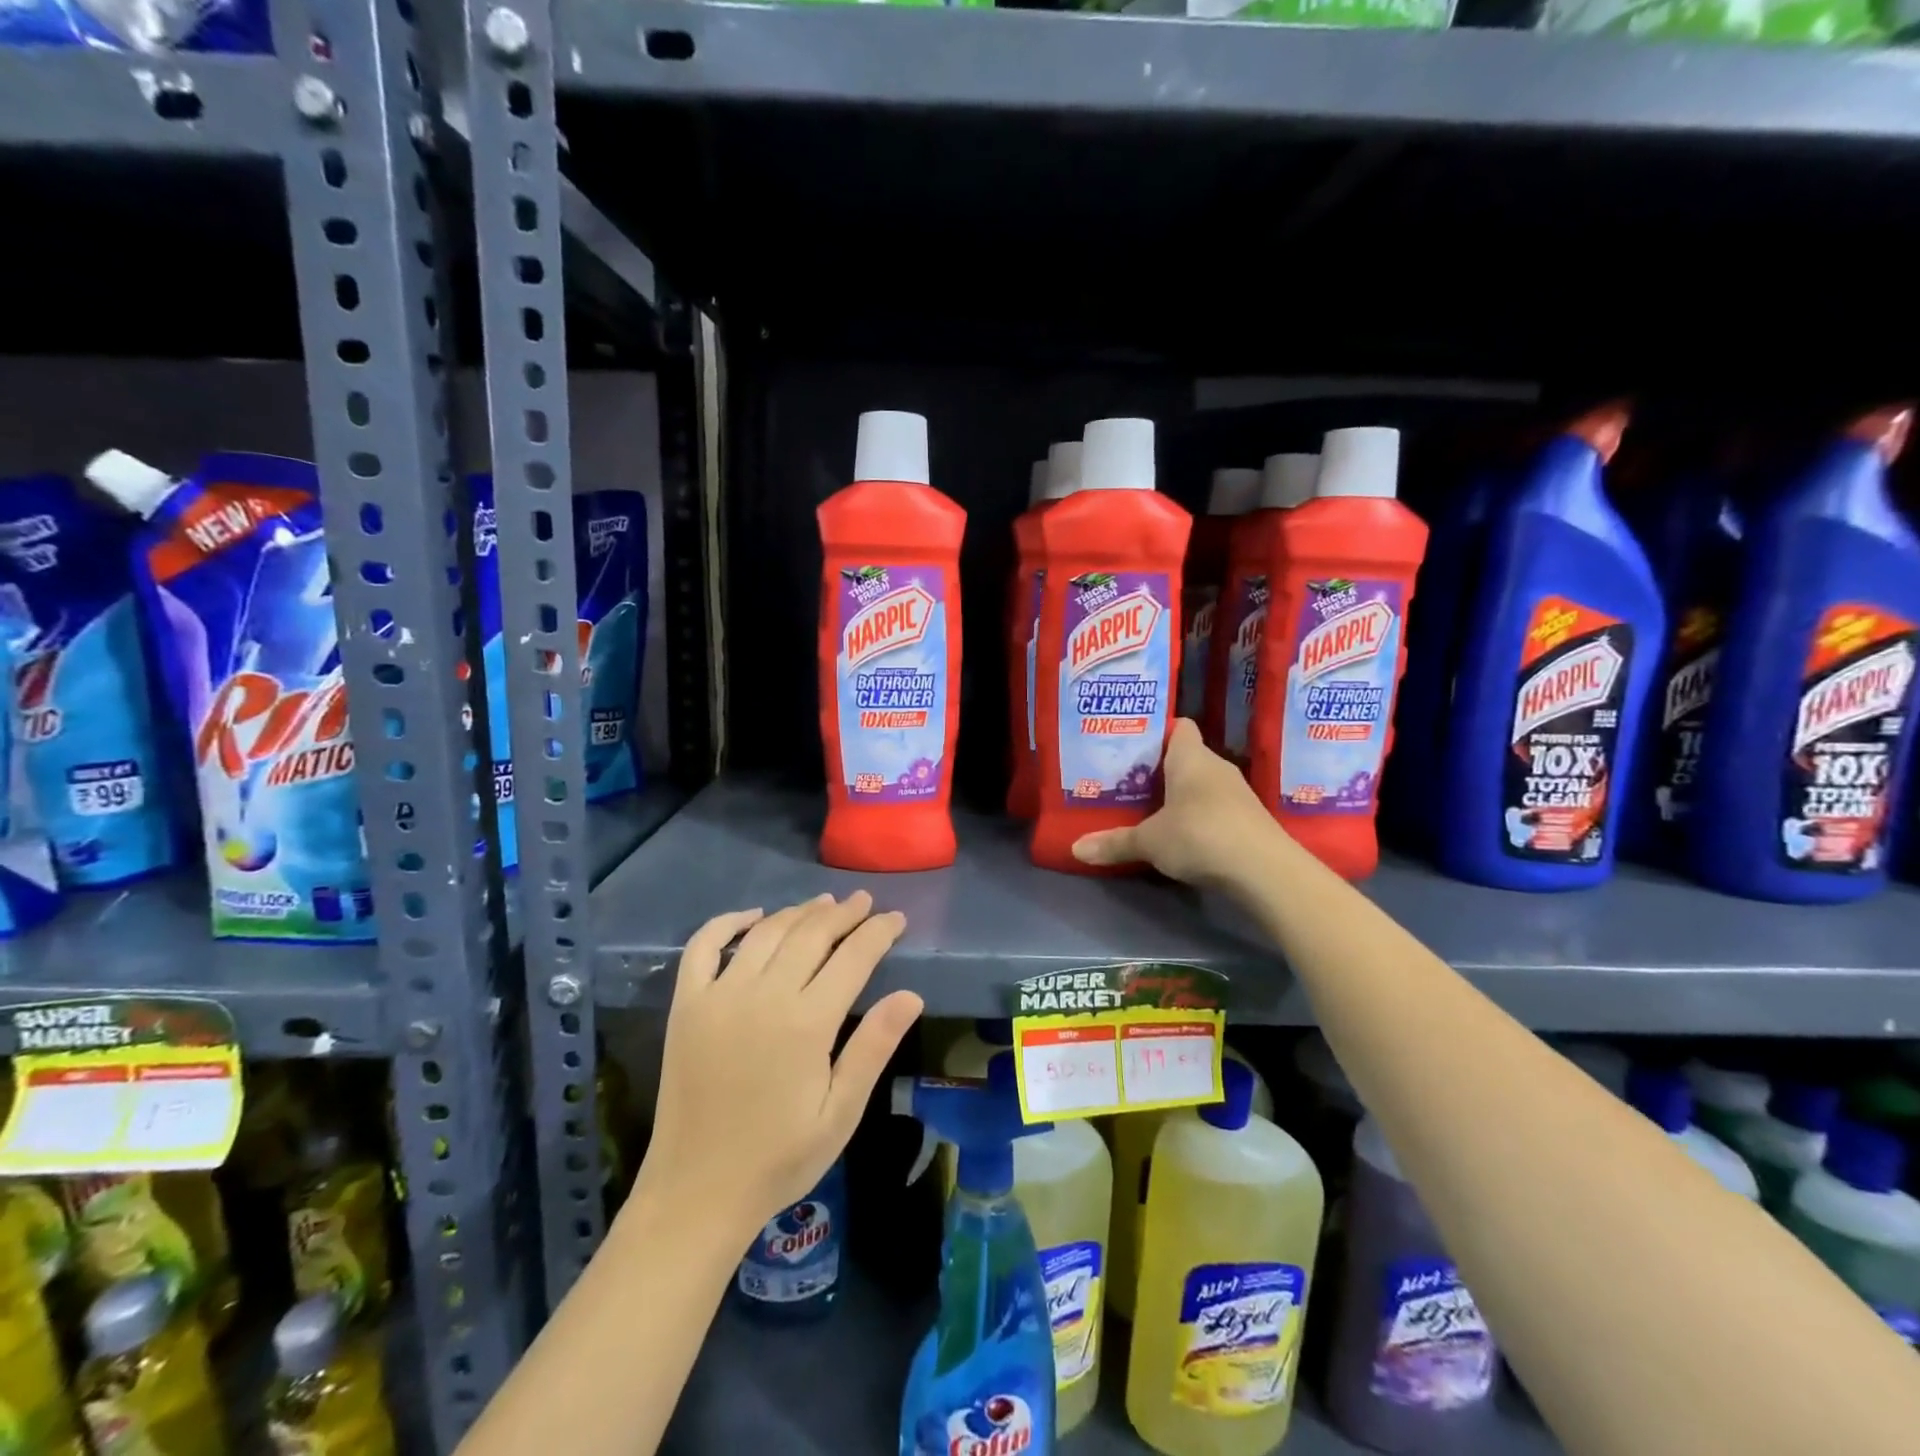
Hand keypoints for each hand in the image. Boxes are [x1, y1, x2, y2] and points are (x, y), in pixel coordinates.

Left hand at [635, 892, 922, 1240]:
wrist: (697, 1192)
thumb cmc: (779, 1157)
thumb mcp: (840, 1112)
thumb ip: (873, 1048)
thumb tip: (911, 994)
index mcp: (806, 1023)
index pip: (853, 957)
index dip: (878, 932)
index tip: (896, 918)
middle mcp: (763, 996)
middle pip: (811, 934)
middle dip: (843, 914)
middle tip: (864, 902)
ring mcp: (719, 996)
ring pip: (766, 933)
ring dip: (798, 912)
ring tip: (823, 904)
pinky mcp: (686, 1005)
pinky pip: (703, 947)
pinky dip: (727, 922)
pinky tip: (752, 916)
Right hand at [1072, 718, 1280, 885]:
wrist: (1265, 871)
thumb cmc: (1200, 836)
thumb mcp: (1150, 841)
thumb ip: (1114, 842)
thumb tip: (1075, 849)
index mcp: (1191, 758)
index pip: (1179, 727)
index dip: (1157, 733)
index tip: (1132, 747)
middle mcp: (1216, 767)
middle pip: (1186, 758)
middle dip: (1160, 769)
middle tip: (1128, 782)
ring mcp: (1237, 794)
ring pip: (1201, 785)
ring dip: (1180, 796)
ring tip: (1148, 809)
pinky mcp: (1248, 820)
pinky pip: (1215, 808)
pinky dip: (1199, 817)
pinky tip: (1181, 834)